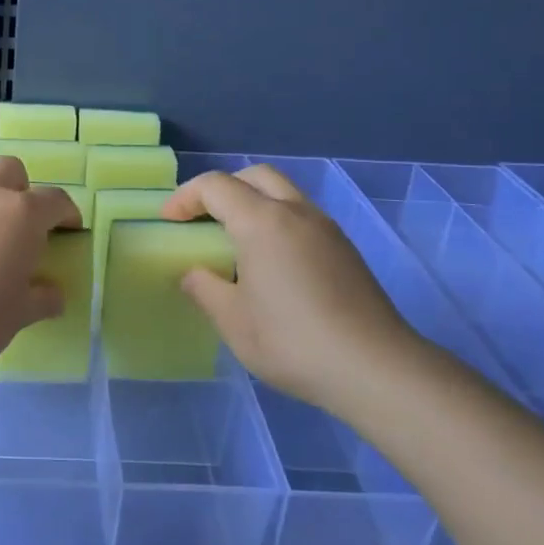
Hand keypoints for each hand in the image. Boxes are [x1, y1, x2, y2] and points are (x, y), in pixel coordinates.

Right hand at [162, 165, 423, 410]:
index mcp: (262, 221)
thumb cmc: (292, 341)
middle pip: (254, 176)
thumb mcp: (233, 320)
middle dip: (222, 189)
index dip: (185, 198)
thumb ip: (204, 288)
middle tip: (202, 220)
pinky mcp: (344, 249)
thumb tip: (193, 274)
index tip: (168, 222)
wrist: (375, 368)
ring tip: (234, 242)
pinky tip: (270, 263)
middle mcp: (296, 212)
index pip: (215, 186)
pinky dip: (276, 222)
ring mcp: (326, 229)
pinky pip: (301, 216)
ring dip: (252, 203)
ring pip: (283, 193)